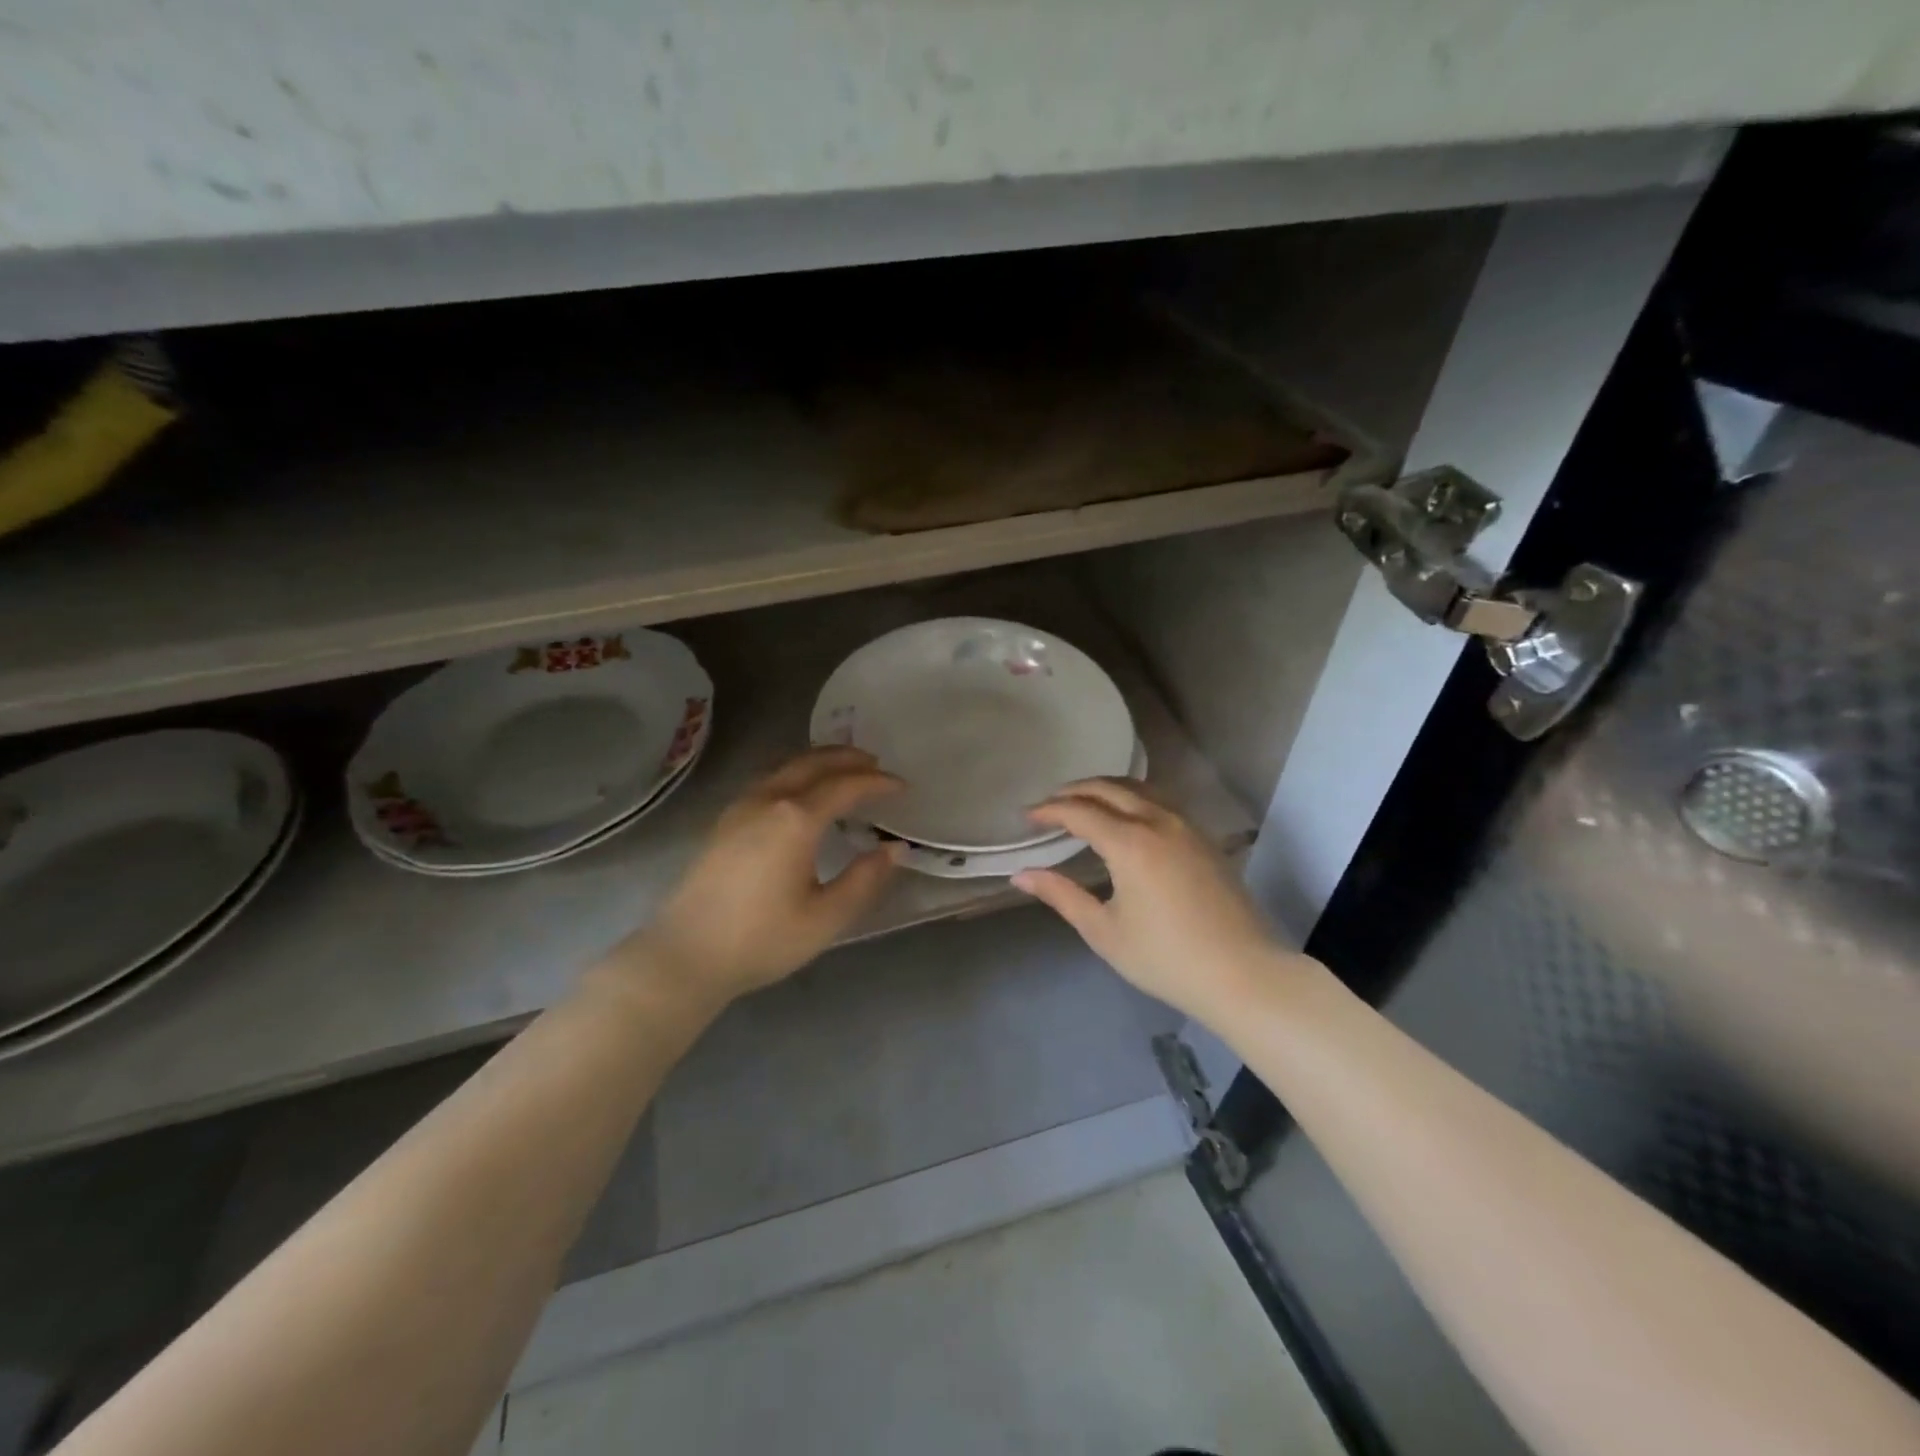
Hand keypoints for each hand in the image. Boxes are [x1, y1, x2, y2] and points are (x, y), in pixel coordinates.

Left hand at [624, 748, 903, 1007]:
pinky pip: (770, 779)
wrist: (686, 956)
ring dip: (820, 761)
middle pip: (813, 762)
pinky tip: (802, 793)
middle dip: (848, 758)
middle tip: (876, 764)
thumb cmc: (761, 939)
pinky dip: (797, 773)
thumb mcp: (825, 918)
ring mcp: (741, 807)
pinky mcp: (725, 820)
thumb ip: (865, 879)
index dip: (877, 783)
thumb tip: (894, 849)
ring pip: (787, 766)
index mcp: (796, 819)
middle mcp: (768, 800)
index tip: (903, 786)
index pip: (846, 786)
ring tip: (844, 771)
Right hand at [1013, 779, 1280, 1022]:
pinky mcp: (1205, 838)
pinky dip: (1133, 798)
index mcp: (1130, 843)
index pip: (1079, 811)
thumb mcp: (1104, 931)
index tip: (1027, 817)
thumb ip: (1061, 895)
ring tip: (1084, 802)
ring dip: (1106, 788)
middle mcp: (1159, 821)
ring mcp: (1187, 826)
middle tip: (1050, 804)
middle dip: (1075, 790)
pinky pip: (1161, 801)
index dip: (1049, 811)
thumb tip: (1021, 875)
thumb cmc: (1165, 958)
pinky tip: (1126, 816)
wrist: (1243, 974)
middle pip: (1110, 788)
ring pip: (1140, 789)